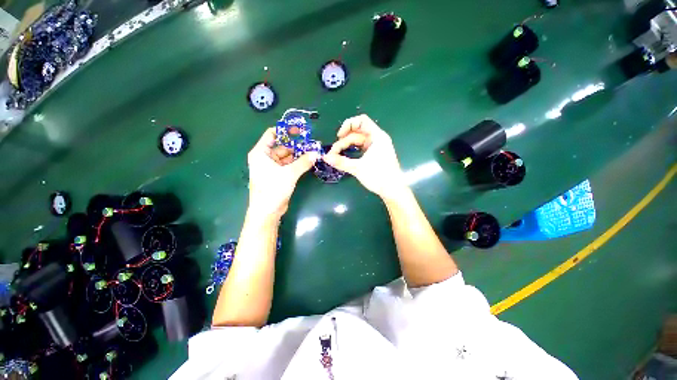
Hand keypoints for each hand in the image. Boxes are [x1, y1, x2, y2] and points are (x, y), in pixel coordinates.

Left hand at [247, 128, 318, 219]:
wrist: (267, 211)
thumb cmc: (273, 189)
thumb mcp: (289, 173)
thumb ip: (303, 162)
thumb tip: (316, 153)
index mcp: (261, 153)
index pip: (272, 134)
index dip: (285, 130)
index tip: (300, 130)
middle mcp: (265, 158)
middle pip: (281, 146)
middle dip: (296, 145)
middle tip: (310, 143)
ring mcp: (271, 167)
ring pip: (286, 156)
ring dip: (298, 155)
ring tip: (312, 152)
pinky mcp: (278, 175)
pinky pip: (288, 165)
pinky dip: (297, 163)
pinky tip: (308, 161)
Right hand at [323, 115, 406, 199]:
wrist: (392, 190)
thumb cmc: (379, 177)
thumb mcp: (358, 168)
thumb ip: (341, 162)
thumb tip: (325, 158)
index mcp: (377, 137)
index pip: (361, 121)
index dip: (348, 125)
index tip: (338, 136)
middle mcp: (377, 139)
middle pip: (357, 132)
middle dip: (344, 141)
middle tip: (334, 153)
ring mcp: (376, 146)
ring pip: (357, 141)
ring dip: (346, 146)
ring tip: (337, 156)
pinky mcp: (374, 154)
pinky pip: (360, 148)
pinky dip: (352, 151)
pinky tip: (345, 157)